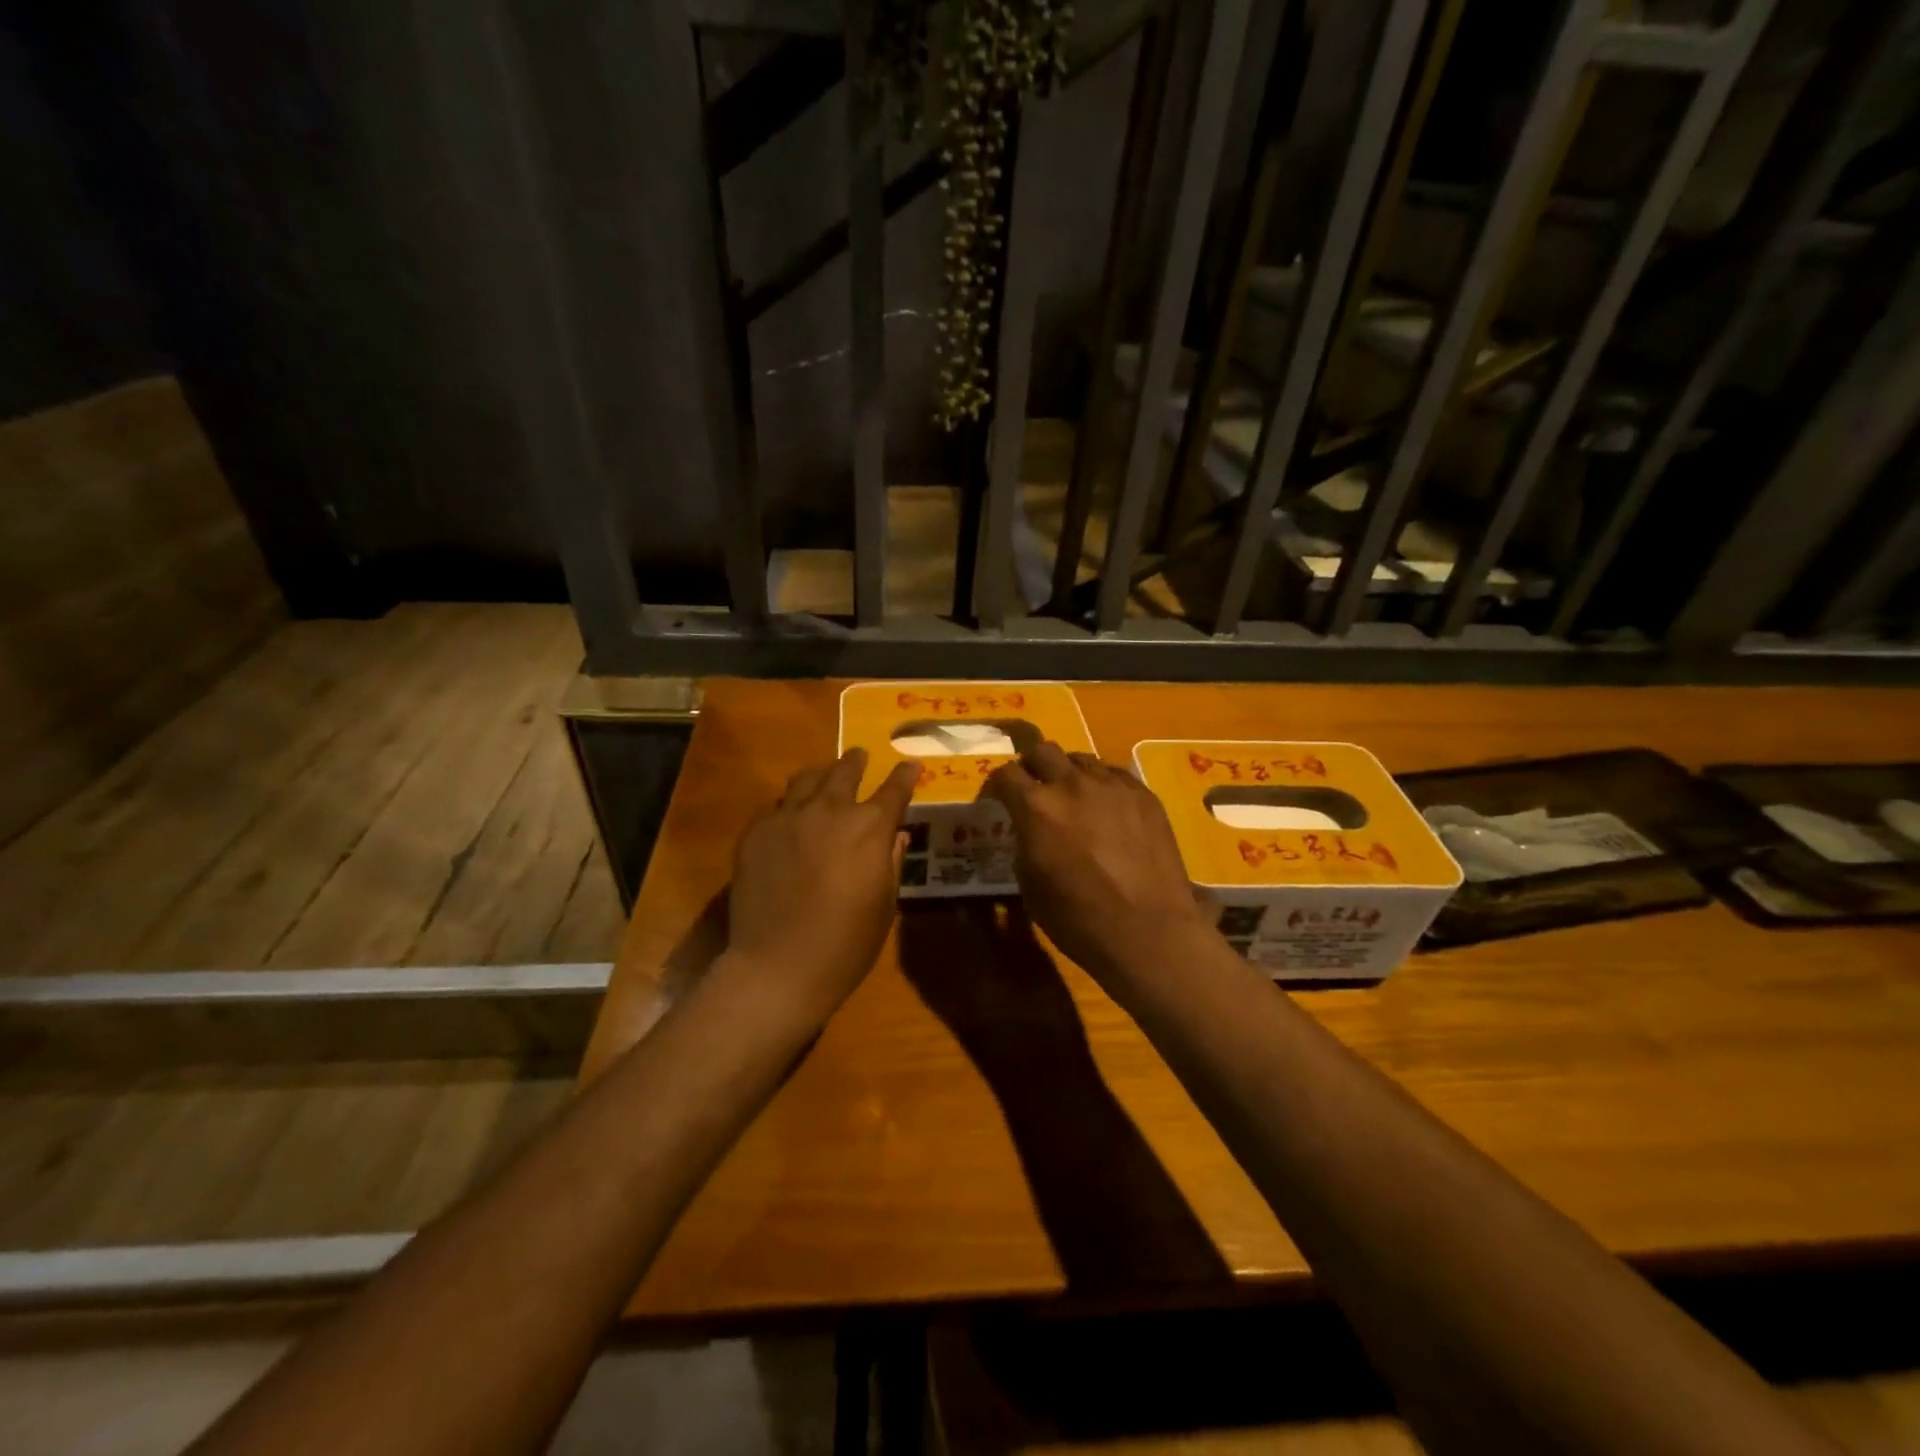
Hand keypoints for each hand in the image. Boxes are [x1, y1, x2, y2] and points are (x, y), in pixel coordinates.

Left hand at [727, 747, 918, 1025]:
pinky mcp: (755, 833)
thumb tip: (896, 836)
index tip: (910, 765)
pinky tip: (789, 819)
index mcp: (869, 827)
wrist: (778, 966)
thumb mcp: (884, 905)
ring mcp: (787, 818)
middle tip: (860, 756)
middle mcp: (829, 811)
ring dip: (821, 775)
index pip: (894, 789)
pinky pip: (776, 807)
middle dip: (857, 762)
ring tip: (823, 778)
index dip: (905, 775)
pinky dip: (789, 806)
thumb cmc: (846, 944)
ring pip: (806, 780)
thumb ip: (891, 862)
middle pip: (845, 771)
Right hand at [983, 743, 1215, 989]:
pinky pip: (1115, 774)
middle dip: (1031, 766)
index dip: (995, 784)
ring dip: (1069, 774)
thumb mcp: (1031, 887)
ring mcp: (1113, 785)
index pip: (1005, 773)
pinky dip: (1102, 785)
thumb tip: (1030, 832)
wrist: (1149, 932)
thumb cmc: (1079, 920)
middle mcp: (1072, 784)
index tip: (996, 799)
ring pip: (1081, 759)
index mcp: (1037, 808)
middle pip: (1043, 751)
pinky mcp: (1144, 795)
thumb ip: (1025, 846)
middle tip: (1033, 789)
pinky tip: (1107, 810)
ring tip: (1073, 799)